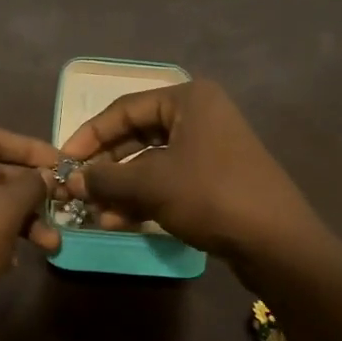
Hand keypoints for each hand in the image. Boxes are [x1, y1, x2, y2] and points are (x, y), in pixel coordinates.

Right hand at [60, 81, 322, 264]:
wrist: (277, 241)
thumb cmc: (211, 196)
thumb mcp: (151, 185)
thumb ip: (106, 178)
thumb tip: (73, 179)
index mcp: (189, 99)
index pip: (124, 108)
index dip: (90, 134)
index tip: (64, 160)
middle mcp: (200, 116)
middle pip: (137, 134)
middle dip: (106, 164)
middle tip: (78, 186)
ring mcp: (210, 148)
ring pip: (151, 162)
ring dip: (121, 186)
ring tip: (94, 212)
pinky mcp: (215, 178)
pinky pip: (168, 181)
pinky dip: (142, 198)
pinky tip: (117, 221)